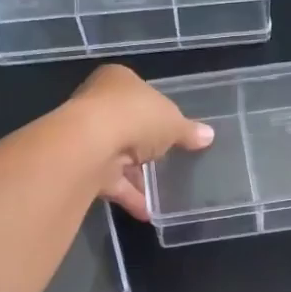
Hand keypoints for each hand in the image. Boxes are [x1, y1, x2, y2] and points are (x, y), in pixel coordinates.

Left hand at [69, 64, 214, 219]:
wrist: (89, 144)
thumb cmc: (135, 117)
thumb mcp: (173, 122)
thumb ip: (188, 130)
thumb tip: (208, 135)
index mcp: (119, 80)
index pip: (141, 94)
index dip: (158, 112)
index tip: (173, 130)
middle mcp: (98, 103)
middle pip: (128, 125)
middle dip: (146, 146)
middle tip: (169, 161)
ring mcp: (87, 135)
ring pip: (118, 156)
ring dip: (137, 176)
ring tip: (162, 193)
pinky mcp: (82, 165)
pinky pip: (111, 181)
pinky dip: (128, 195)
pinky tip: (148, 211)